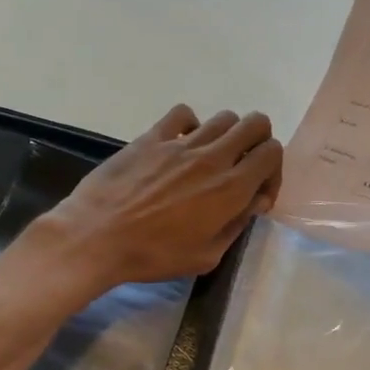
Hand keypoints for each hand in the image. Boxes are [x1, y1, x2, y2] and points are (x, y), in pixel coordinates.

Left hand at [35, 104, 284, 290]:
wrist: (96, 238)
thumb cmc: (153, 255)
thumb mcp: (206, 256)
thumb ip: (237, 225)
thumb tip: (254, 201)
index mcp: (231, 188)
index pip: (272, 153)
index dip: (272, 171)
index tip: (256, 193)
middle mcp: (213, 157)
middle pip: (256, 124)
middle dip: (258, 142)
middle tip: (242, 167)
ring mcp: (181, 142)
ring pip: (224, 117)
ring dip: (227, 135)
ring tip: (210, 159)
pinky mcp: (152, 136)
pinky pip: (183, 113)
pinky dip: (190, 125)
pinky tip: (179, 145)